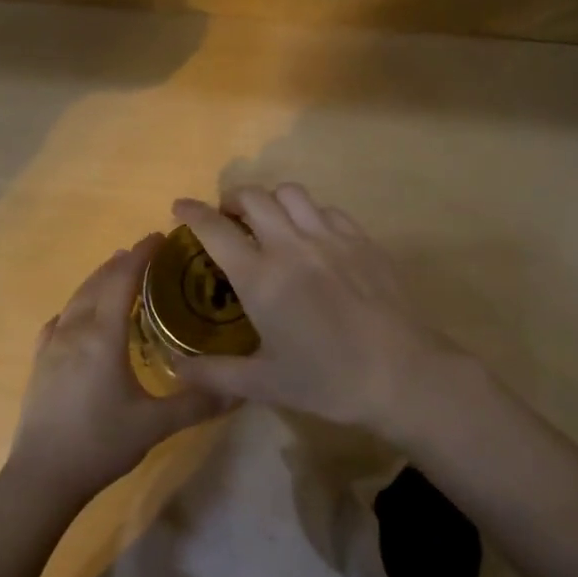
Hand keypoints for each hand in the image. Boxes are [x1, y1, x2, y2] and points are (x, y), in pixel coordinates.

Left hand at [4, 234, 226, 507]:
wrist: (41, 476)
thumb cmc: (100, 444)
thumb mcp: (154, 425)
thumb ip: (197, 402)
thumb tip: (240, 389)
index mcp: (103, 336)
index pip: (122, 280)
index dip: (141, 255)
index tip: (159, 237)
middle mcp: (75, 330)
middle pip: (98, 282)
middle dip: (122, 262)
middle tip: (146, 253)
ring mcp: (52, 345)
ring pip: (77, 298)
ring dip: (98, 279)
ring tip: (116, 272)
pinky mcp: (39, 362)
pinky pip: (60, 320)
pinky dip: (77, 306)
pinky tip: (80, 315)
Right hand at [170, 186, 485, 437]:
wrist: (402, 374)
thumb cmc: (328, 380)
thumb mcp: (265, 384)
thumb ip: (215, 373)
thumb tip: (175, 368)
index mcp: (261, 278)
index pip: (215, 230)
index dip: (192, 213)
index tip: (180, 206)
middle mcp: (291, 245)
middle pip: (253, 197)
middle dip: (232, 199)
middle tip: (227, 218)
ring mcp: (330, 237)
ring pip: (291, 193)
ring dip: (271, 200)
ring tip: (269, 221)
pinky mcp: (361, 239)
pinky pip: (327, 209)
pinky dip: (309, 213)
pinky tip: (312, 237)